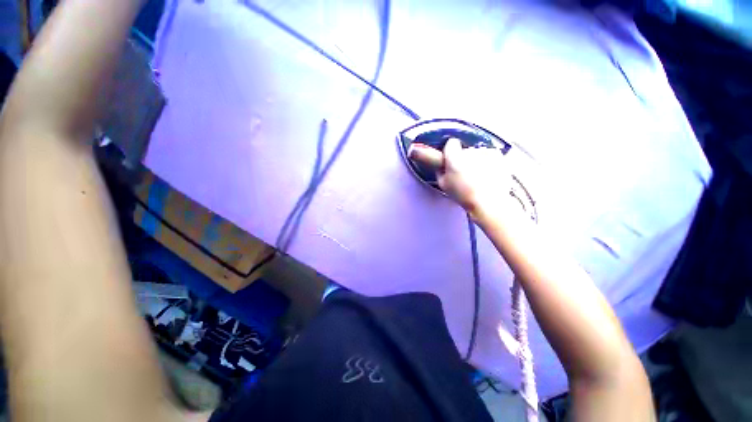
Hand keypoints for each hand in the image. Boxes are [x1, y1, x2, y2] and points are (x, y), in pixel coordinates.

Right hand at [408, 138, 510, 219]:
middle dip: (464, 159)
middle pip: (465, 150)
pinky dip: (488, 161)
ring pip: (478, 152)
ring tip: (478, 176)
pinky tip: (488, 174)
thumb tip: (440, 165)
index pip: (451, 143)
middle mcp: (470, 151)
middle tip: (465, 173)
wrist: (487, 201)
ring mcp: (485, 152)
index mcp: (454, 157)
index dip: (450, 152)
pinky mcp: (498, 156)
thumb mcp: (443, 184)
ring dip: (476, 160)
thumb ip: (439, 170)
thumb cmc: (462, 194)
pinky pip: (490, 155)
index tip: (451, 160)